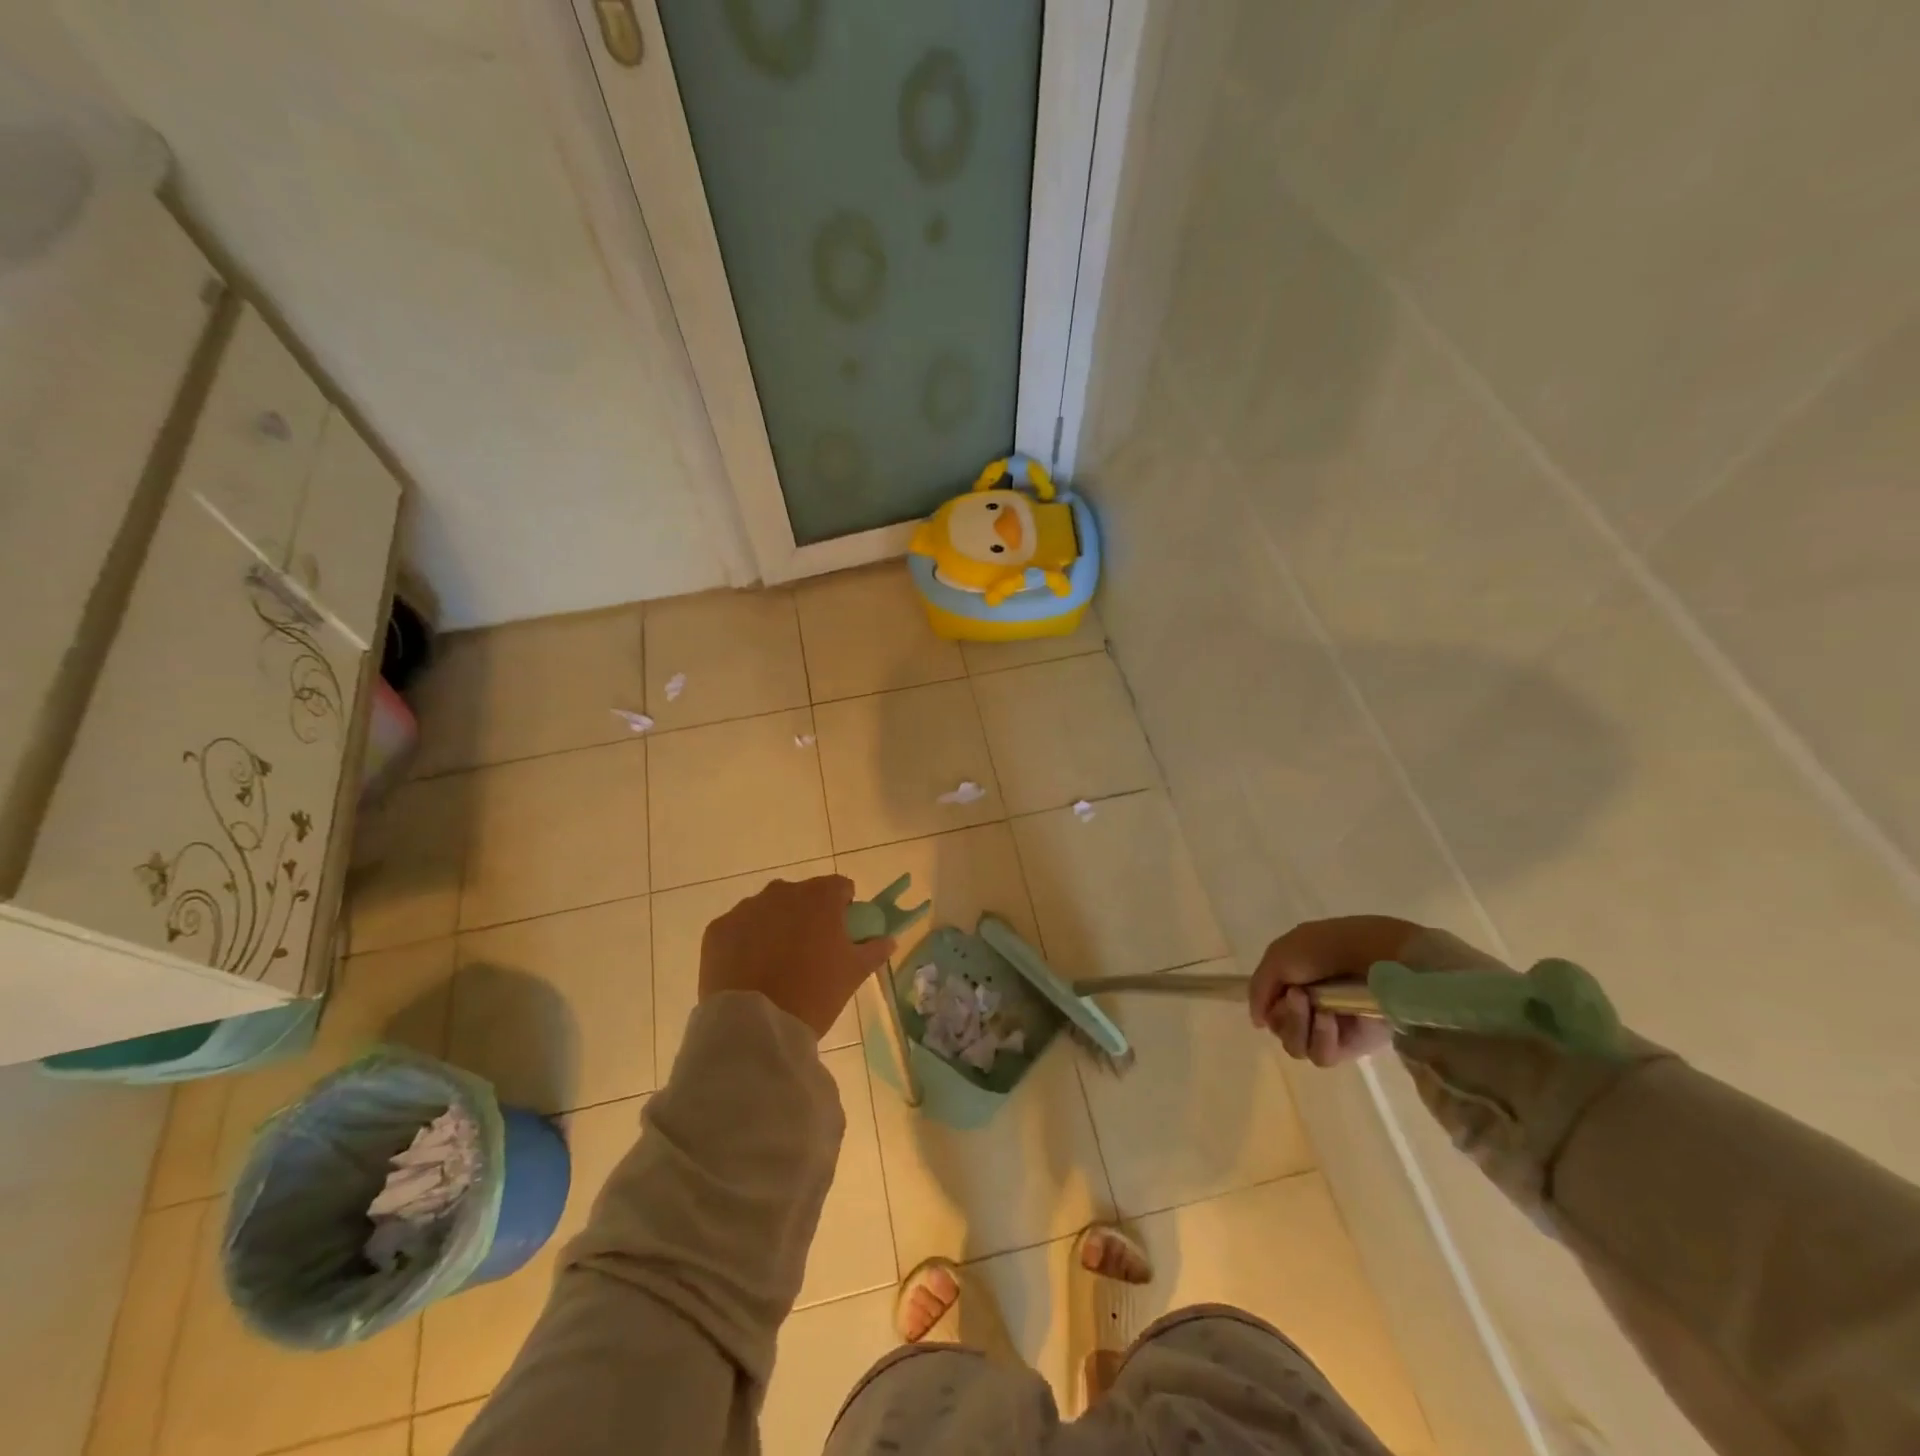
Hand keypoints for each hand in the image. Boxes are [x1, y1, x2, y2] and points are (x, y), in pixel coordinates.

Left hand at [699, 875, 893, 1038]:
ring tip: (777, 964)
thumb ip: (874, 950)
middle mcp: (782, 892)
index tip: (842, 933)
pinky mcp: (718, 929)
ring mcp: (746, 908)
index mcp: (820, 897)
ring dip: (776, 926)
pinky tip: (750, 971)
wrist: (754, 1026)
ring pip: (768, 910)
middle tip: (811, 951)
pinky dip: (746, 942)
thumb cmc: (814, 993)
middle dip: (808, 915)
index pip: (840, 887)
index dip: (844, 908)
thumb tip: (888, 940)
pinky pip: (738, 928)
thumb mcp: (853, 974)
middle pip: (802, 896)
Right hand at [1249, 916, 1419, 1066]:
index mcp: (1294, 982)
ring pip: (1296, 1046)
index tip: (1280, 990)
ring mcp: (1331, 1028)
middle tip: (1299, 995)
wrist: (1372, 955)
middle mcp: (1310, 1006)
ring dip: (1299, 1026)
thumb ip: (1259, 988)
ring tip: (1317, 1007)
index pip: (1269, 1008)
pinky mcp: (1352, 1046)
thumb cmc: (1324, 948)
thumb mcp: (1278, 956)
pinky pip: (1322, 1056)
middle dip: (1284, 1014)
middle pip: (1280, 1029)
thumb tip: (1258, 1022)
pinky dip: (1320, 1038)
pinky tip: (1329, 1019)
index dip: (1268, 1003)